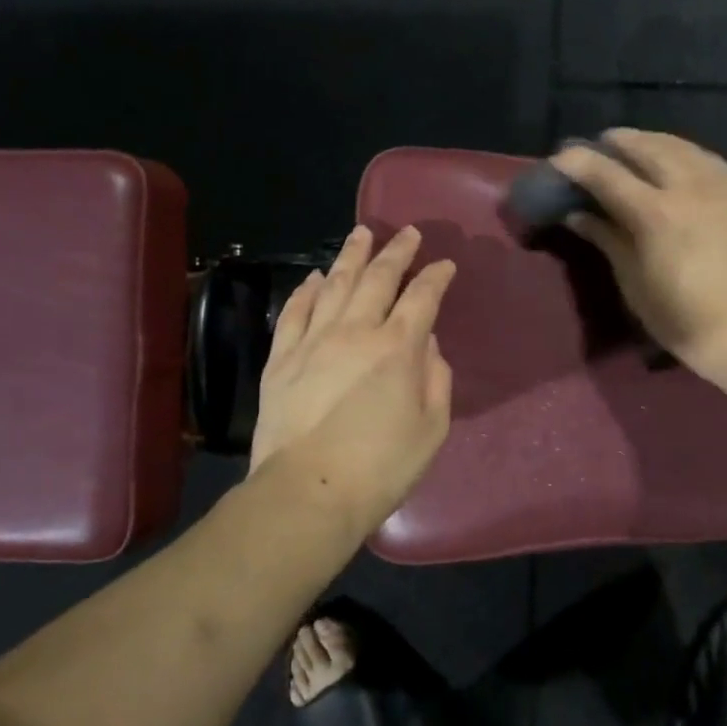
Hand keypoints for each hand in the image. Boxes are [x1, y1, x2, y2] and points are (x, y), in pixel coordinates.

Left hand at [248, 225, 456, 532]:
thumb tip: (426, 344)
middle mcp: (355, 332)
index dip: (436, 277)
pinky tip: (313, 277)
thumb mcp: (432, 429)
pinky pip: (294, 312)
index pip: (422, 297)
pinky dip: (305, 290)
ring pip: (334, 285)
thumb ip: (435, 379)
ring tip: (360, 234)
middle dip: (396, 251)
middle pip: (378, 279)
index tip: (445, 264)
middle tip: (407, 232)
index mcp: (397, 348)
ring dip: (351, 257)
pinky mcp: (281, 359)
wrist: (307, 492)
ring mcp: (313, 341)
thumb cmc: (380, 467)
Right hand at [549, 129, 726, 383]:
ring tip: (633, 147)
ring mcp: (721, 185)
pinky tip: (677, 159)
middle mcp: (688, 187)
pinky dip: (682, 151)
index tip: (559, 158)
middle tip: (596, 147)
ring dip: (650, 141)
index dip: (578, 162)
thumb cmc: (687, 321)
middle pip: (645, 147)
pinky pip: (707, 158)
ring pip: (680, 145)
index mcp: (654, 213)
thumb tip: (578, 214)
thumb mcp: (636, 286)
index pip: (606, 173)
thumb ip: (608, 241)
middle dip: (616, 142)